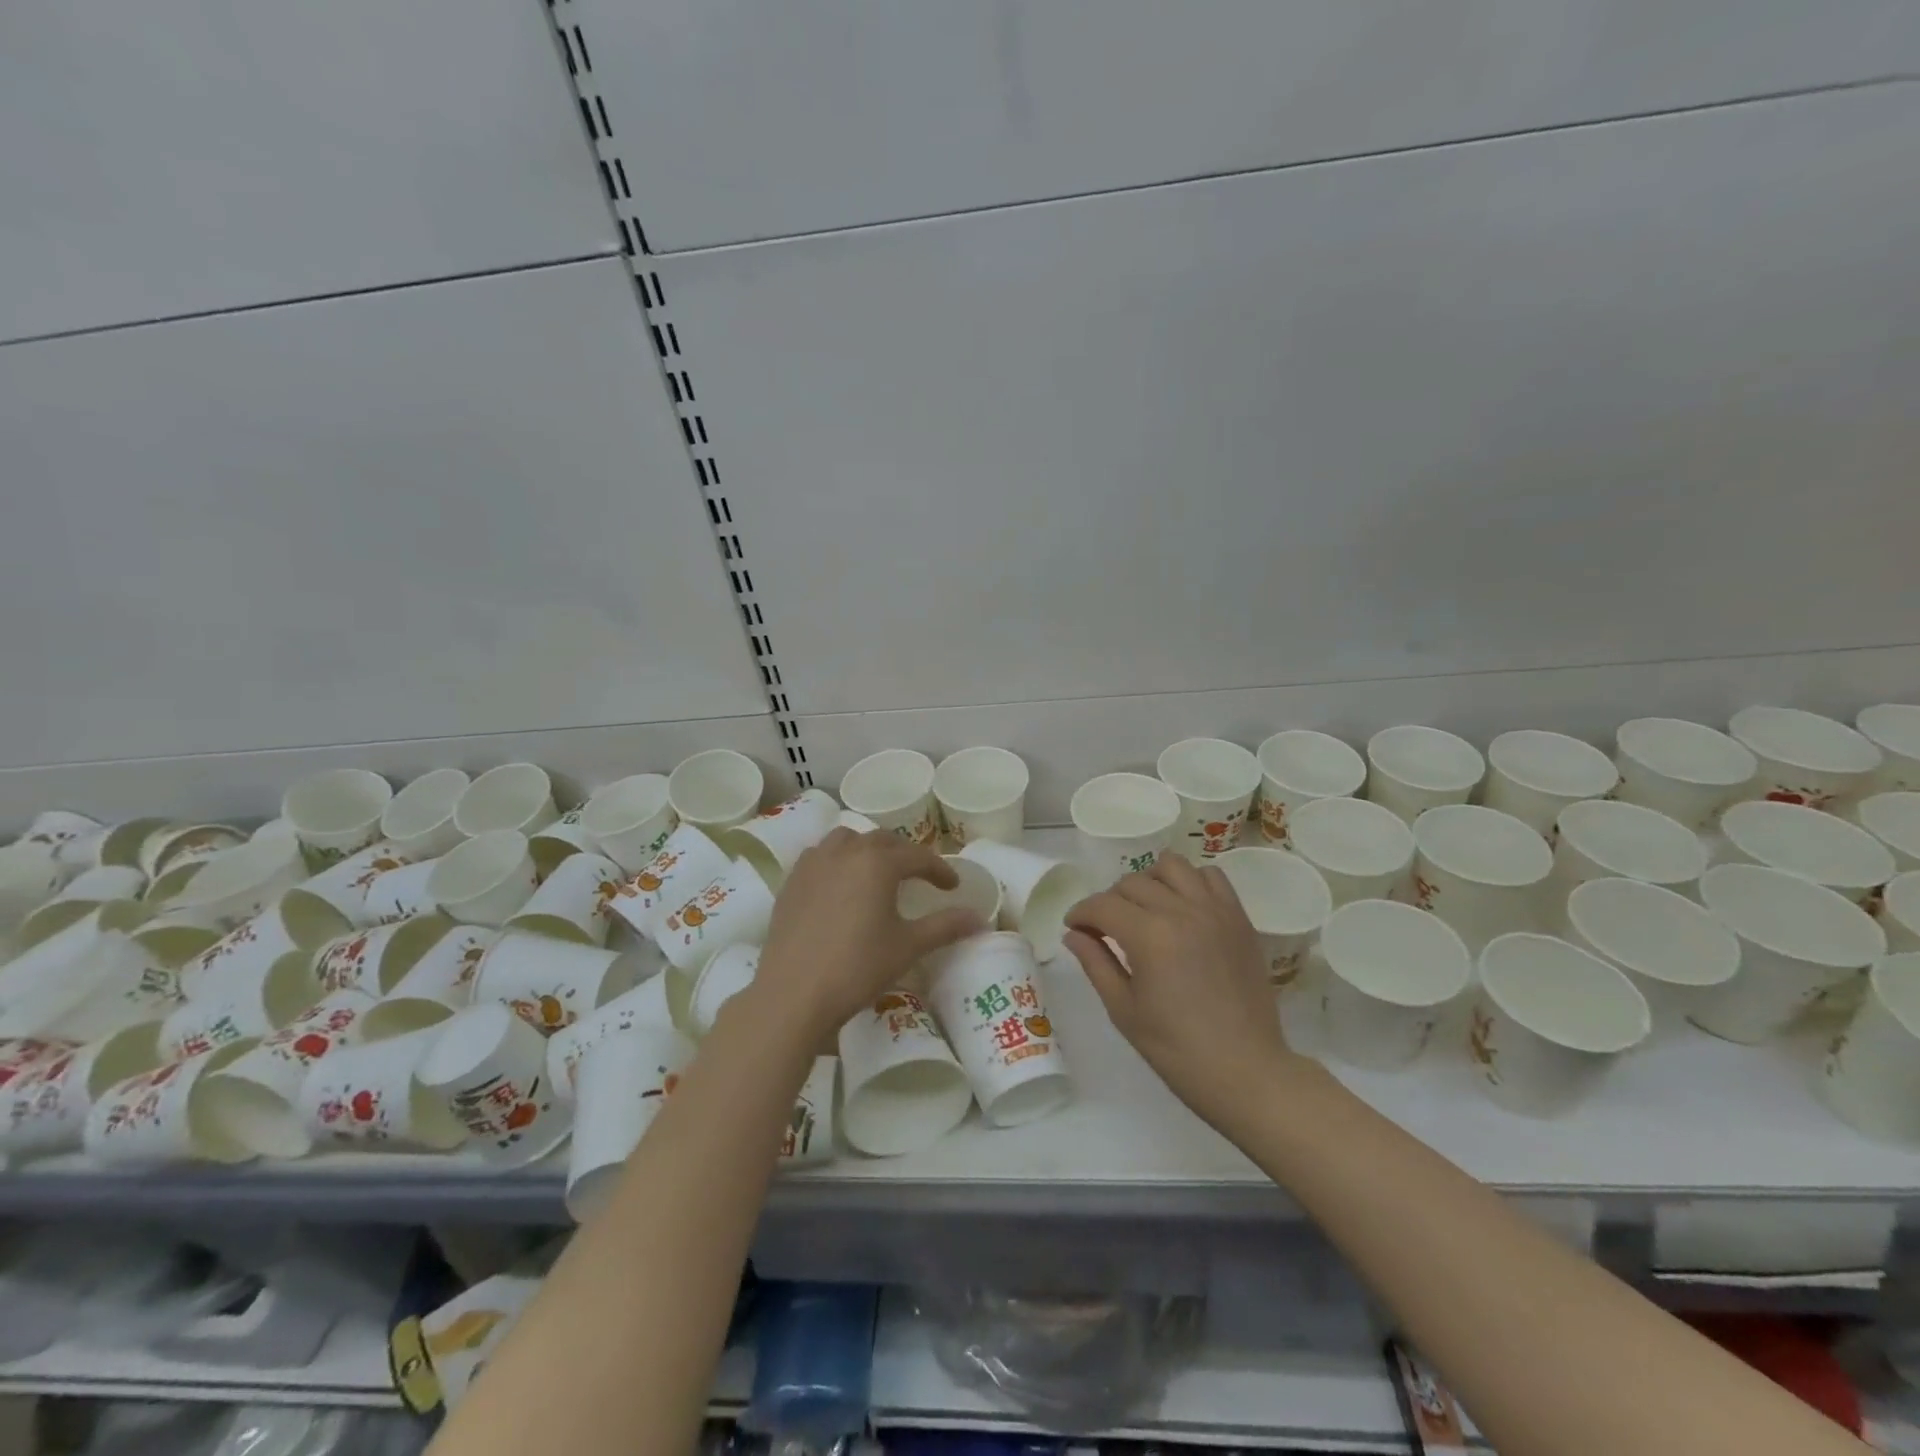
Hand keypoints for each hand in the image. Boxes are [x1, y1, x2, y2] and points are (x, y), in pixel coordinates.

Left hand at [748, 829, 984, 1043]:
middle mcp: (845, 852)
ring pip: (847, 840)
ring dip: (868, 849)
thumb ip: (945, 927)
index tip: (952, 886)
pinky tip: (841, 884)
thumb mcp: (908, 947)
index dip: (939, 870)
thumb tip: (980, 919)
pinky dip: (838, 860)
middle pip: (882, 840)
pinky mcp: (792, 882)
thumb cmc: (857, 968)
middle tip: (919, 876)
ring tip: (878, 871)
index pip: (918, 856)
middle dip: (905, 854)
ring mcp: (814, 864)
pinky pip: (820, 856)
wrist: (793, 994)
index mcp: (877, 863)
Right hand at [1064, 855, 1298, 1134]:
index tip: (1074, 927)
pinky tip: (1183, 907)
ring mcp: (1215, 910)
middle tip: (1106, 928)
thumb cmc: (1176, 1049)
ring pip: (1172, 866)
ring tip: (1146, 909)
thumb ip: (1096, 963)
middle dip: (1110, 901)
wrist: (1245, 1071)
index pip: (1102, 905)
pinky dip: (1191, 882)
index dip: (1081, 913)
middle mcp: (1182, 911)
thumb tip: (1073, 934)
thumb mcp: (1123, 1010)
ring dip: (1150, 880)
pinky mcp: (1238, 918)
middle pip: (1132, 882)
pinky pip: (1211, 877)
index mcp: (1149, 936)